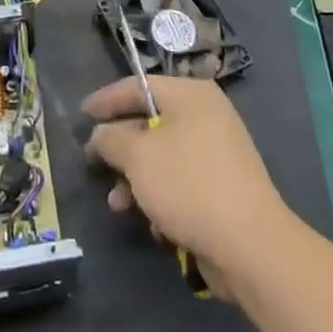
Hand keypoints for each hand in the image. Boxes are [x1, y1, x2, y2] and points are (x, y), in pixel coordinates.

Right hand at [84, 75, 296, 299]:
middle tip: (95, 165)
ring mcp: (218, 152)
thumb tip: (101, 134)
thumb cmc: (189, 185)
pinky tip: (155, 225)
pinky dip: (162, 199)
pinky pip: (181, 183)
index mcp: (191, 95)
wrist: (251, 245)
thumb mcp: (138, 156)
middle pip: (150, 123)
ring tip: (119, 206)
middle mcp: (207, 115)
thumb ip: (111, 139)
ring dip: (136, 181)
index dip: (106, 100)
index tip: (81, 116)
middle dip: (121, 150)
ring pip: (163, 158)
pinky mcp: (223, 188)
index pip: (139, 85)